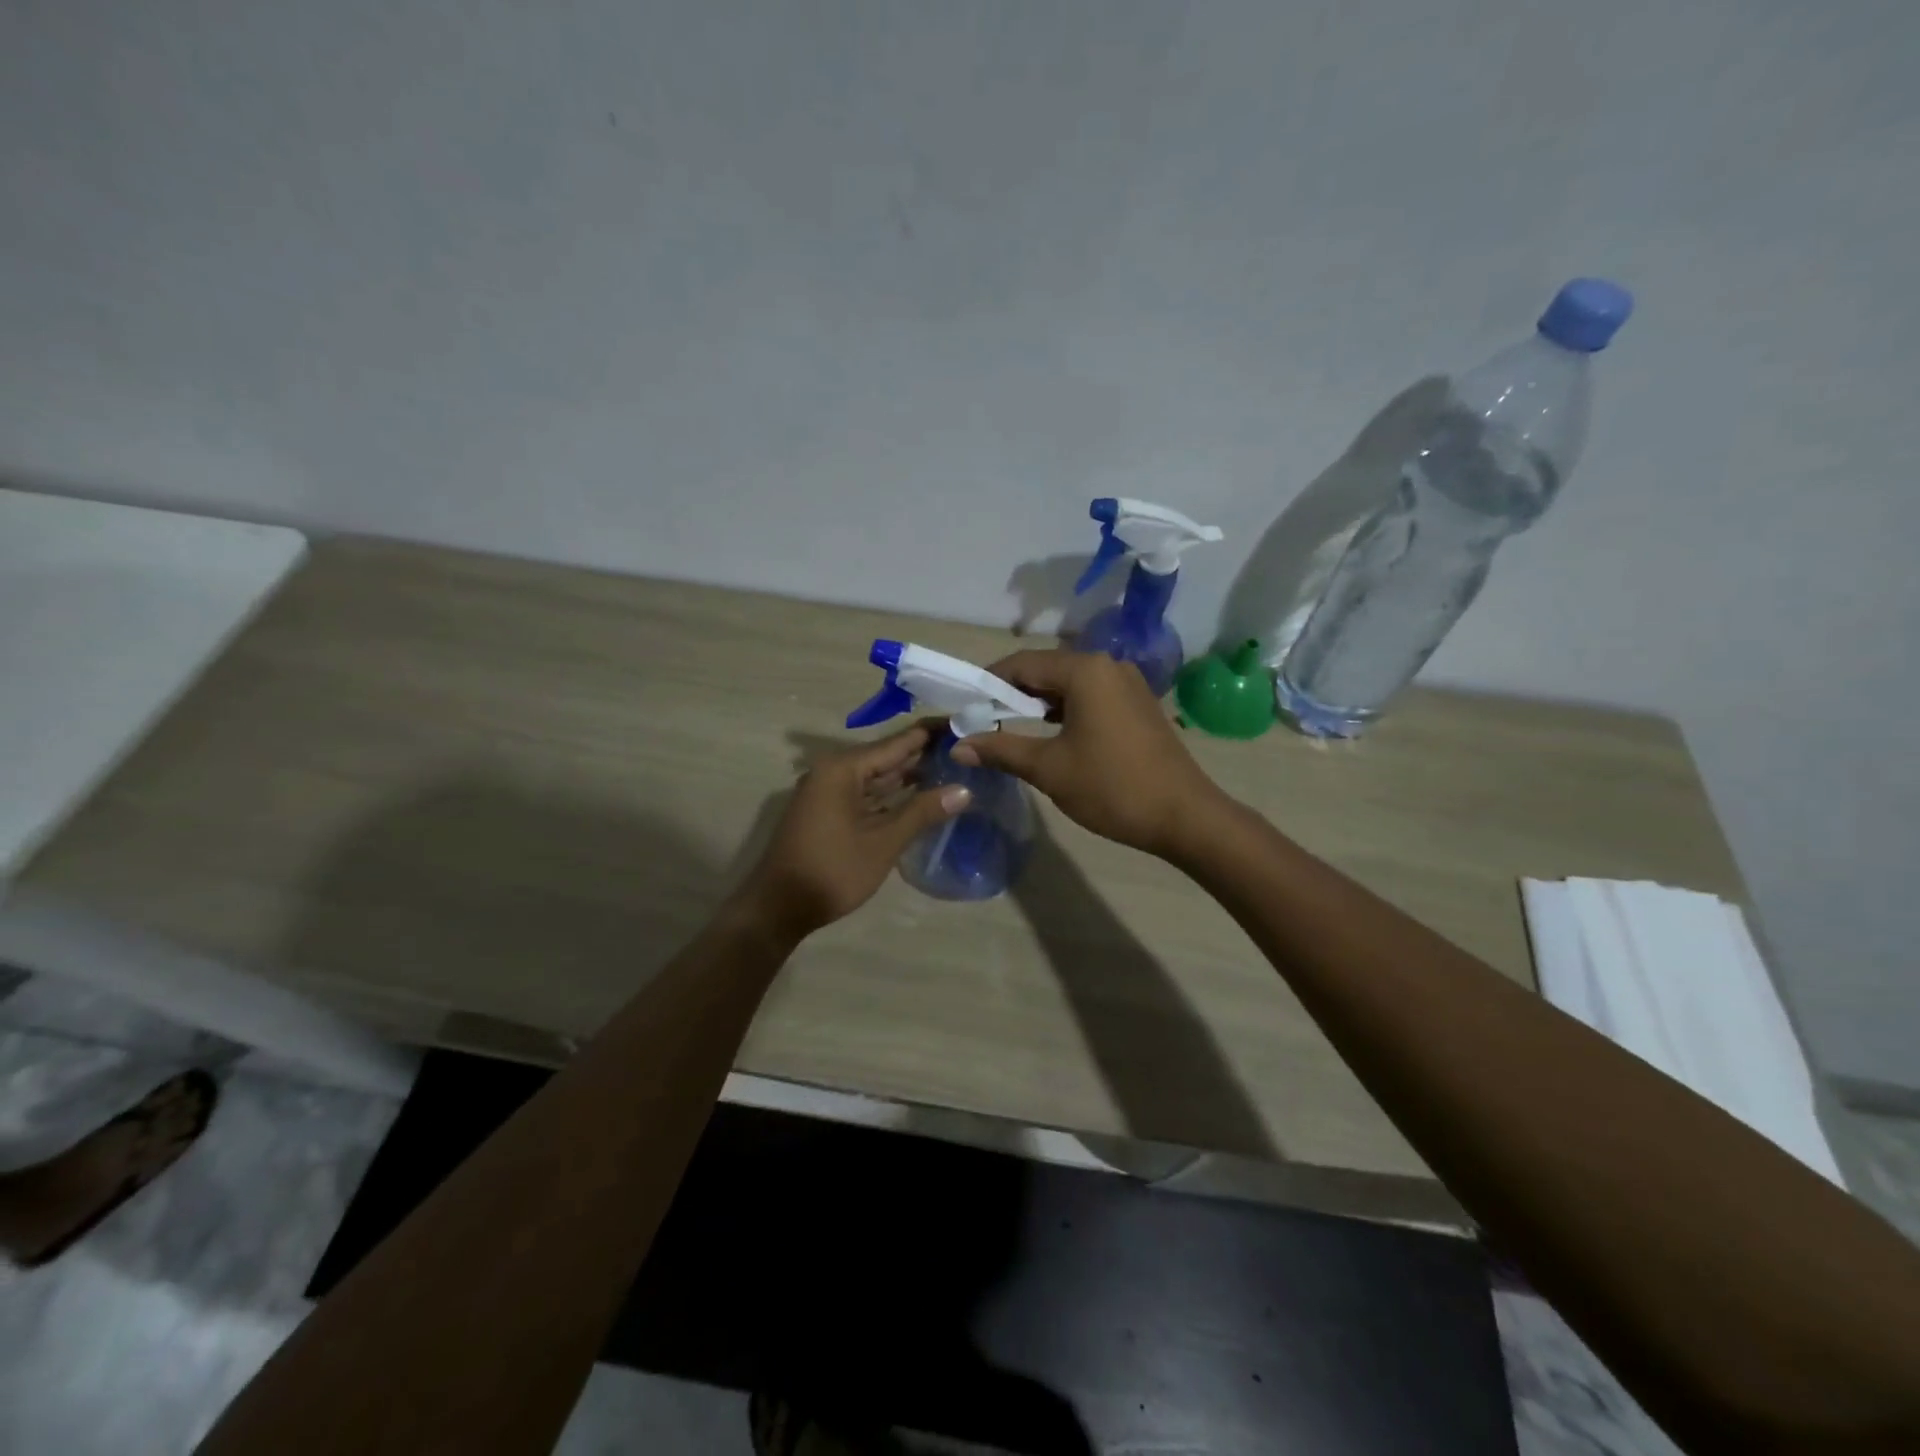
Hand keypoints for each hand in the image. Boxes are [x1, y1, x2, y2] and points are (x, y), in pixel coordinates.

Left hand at [740, 724, 969, 940]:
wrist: (778, 908)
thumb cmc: (833, 870)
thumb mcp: (883, 842)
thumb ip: (923, 812)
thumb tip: (965, 790)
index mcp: (844, 768)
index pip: (898, 742)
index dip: (932, 734)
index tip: (965, 723)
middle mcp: (834, 771)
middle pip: (888, 757)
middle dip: (925, 755)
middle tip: (968, 749)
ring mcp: (829, 792)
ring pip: (878, 778)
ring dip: (911, 776)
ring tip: (954, 769)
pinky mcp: (829, 812)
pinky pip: (868, 795)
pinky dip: (893, 796)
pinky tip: (922, 797)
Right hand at [950, 650, 1226, 858]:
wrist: (1184, 816)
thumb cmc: (1111, 788)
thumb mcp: (1048, 769)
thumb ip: (1001, 750)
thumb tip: (958, 745)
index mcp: (1085, 671)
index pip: (1022, 663)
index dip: (988, 683)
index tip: (964, 706)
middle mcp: (1108, 666)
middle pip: (1046, 670)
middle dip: (1012, 693)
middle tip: (982, 720)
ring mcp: (1127, 684)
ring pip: (1068, 684)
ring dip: (1038, 703)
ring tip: (1009, 728)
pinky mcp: (1138, 704)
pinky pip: (1090, 696)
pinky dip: (1064, 710)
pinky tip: (1049, 734)